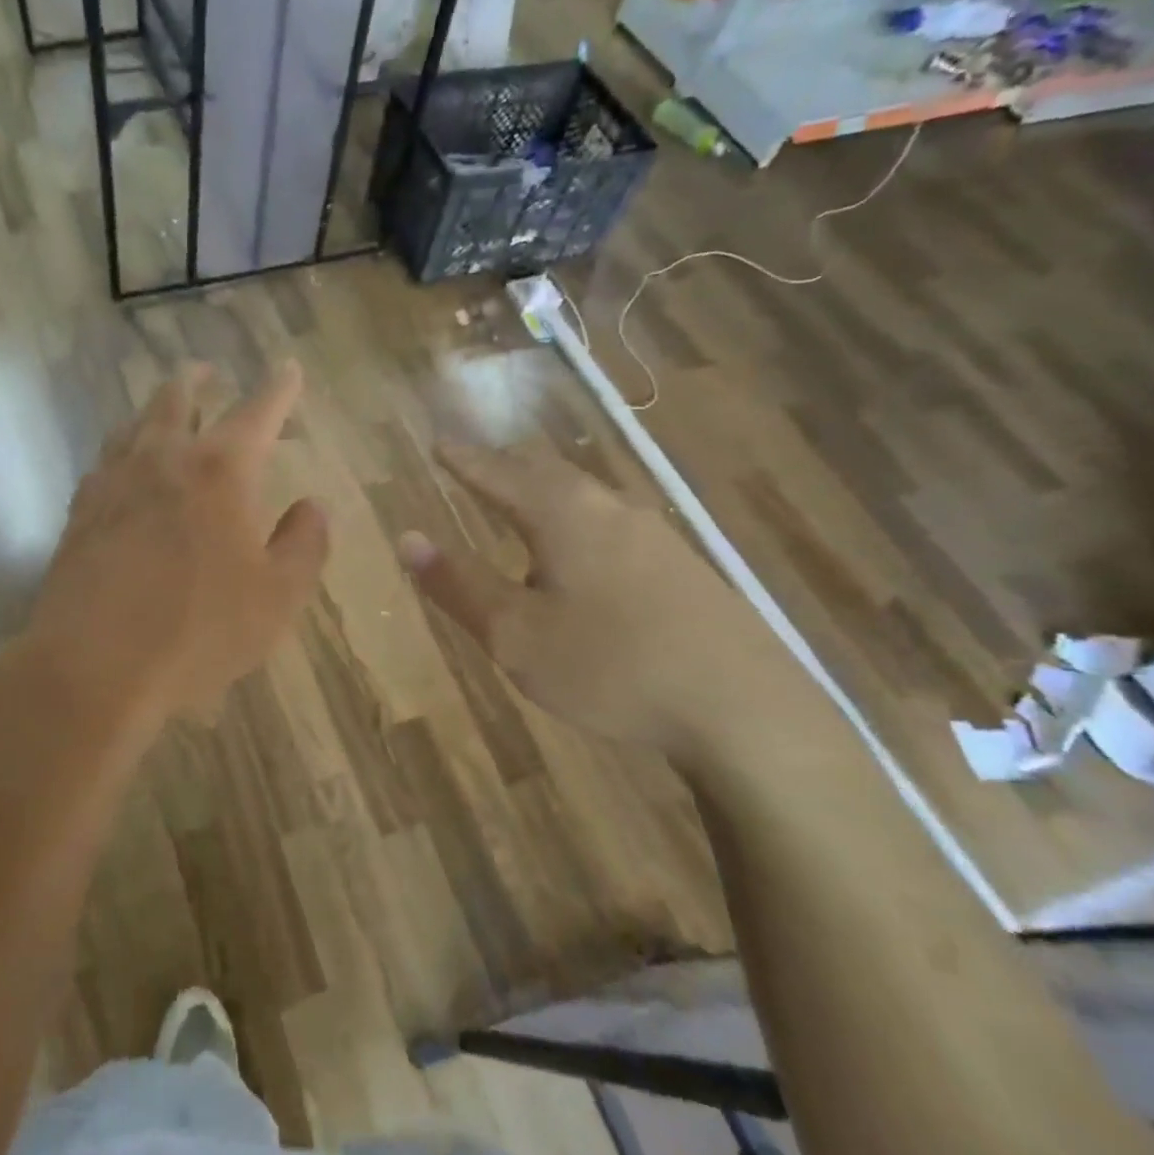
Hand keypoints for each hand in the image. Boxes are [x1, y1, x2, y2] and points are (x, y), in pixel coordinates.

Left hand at [24, 361, 329, 730]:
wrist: (93, 666)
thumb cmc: (198, 631)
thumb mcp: (277, 597)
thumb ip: (304, 545)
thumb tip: (312, 507)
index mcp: (219, 470)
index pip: (257, 411)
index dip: (278, 387)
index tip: (287, 367)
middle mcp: (163, 459)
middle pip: (177, 398)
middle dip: (198, 380)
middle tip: (207, 372)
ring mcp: (112, 482)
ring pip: (133, 424)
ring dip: (153, 408)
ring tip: (163, 408)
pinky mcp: (79, 512)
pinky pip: (104, 461)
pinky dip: (122, 449)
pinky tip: (121, 466)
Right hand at [398, 442, 819, 766]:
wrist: (745, 710)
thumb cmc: (611, 667)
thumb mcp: (516, 634)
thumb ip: (459, 585)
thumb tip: (408, 538)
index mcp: (564, 515)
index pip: (499, 473)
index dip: (464, 460)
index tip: (439, 444)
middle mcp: (610, 509)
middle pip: (548, 473)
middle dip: (505, 468)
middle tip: (475, 468)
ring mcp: (655, 536)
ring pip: (584, 498)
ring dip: (544, 495)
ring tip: (520, 507)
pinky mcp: (682, 567)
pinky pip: (610, 525)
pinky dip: (576, 523)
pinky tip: (580, 557)